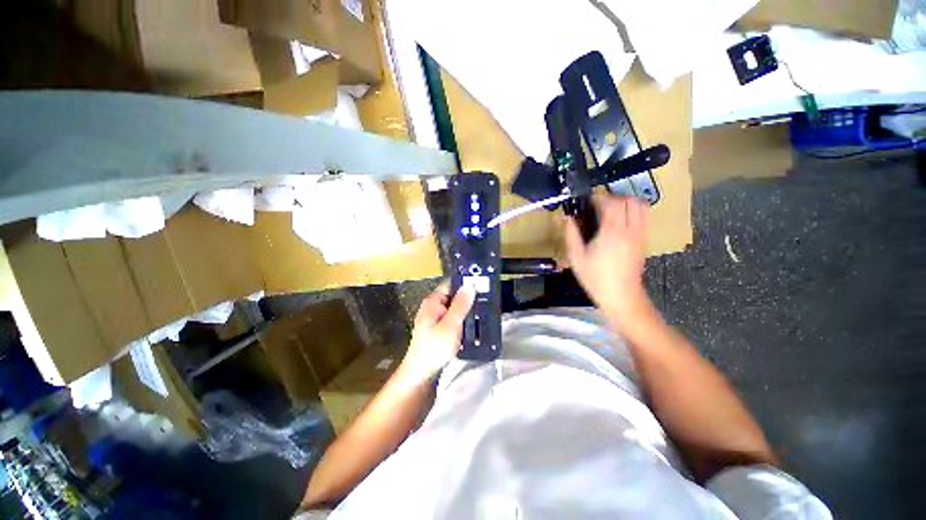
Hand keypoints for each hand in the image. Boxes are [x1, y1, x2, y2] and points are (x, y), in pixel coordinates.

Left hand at [398, 282, 475, 384]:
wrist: (421, 374)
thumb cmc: (434, 348)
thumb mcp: (451, 325)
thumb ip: (460, 305)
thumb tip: (469, 285)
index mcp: (433, 301)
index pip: (451, 284)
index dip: (465, 283)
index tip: (482, 285)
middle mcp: (433, 307)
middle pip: (453, 296)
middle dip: (468, 299)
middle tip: (486, 301)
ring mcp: (435, 318)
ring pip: (455, 309)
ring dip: (466, 311)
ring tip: (483, 312)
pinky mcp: (438, 329)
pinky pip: (453, 319)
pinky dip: (462, 320)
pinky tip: (472, 325)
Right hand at [565, 195, 649, 319]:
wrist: (621, 296)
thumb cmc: (595, 278)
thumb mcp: (576, 258)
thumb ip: (571, 235)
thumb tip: (567, 218)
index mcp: (612, 233)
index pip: (612, 203)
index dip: (599, 198)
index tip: (588, 201)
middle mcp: (630, 230)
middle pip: (630, 200)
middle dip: (613, 197)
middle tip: (599, 205)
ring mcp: (640, 235)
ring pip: (642, 206)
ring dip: (626, 202)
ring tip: (611, 210)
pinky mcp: (644, 241)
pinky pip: (644, 217)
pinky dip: (634, 211)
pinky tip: (620, 221)